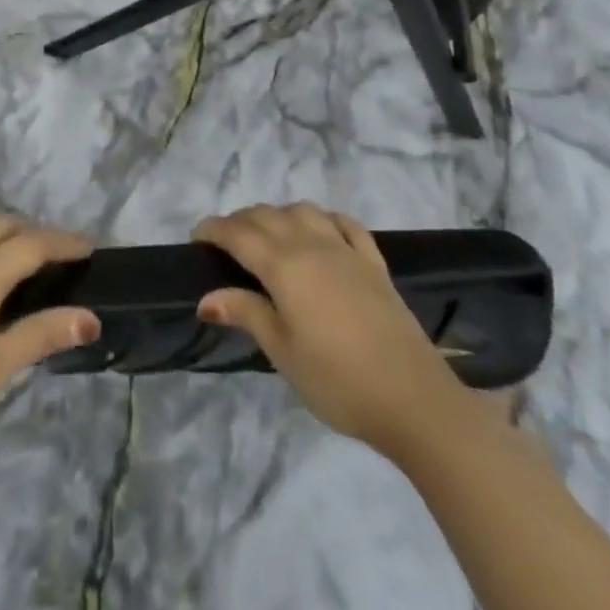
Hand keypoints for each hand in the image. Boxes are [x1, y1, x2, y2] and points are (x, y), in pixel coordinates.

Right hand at [193, 203, 472, 458]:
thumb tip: (206, 297)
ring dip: (279, 214)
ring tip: (268, 235)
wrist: (414, 399)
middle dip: (240, 221)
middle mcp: (311, 244)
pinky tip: (321, 230)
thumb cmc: (338, 380)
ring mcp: (346, 250)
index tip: (196, 238)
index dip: (213, 230)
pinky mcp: (374, 263)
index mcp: (283, 265)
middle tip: (225, 243)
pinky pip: (345, 224)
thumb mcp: (283, 352)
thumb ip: (246, 313)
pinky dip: (324, 218)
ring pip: (303, 210)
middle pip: (267, 215)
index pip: (238, 233)